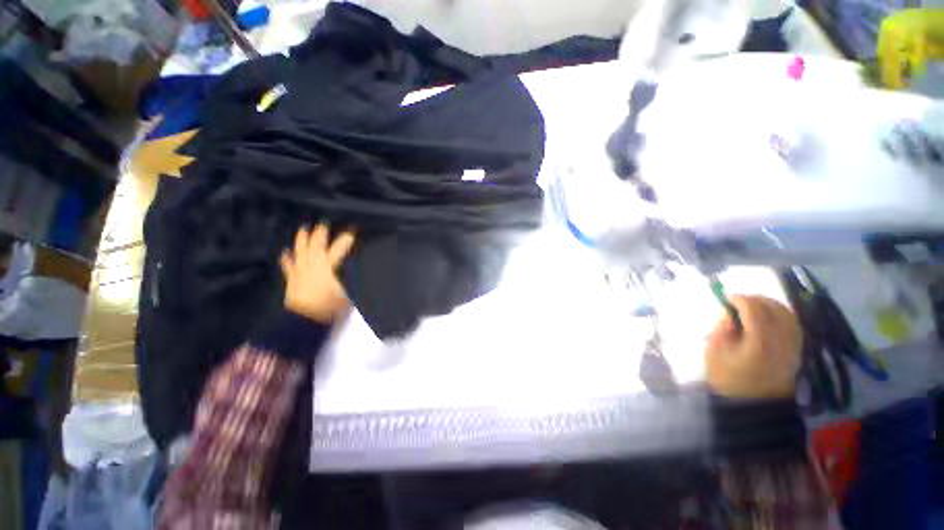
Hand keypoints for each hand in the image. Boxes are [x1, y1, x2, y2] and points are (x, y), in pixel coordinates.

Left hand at [280, 224, 355, 323]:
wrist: (306, 319)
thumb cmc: (329, 305)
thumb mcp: (347, 292)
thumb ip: (350, 279)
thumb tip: (357, 270)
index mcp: (328, 266)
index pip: (340, 247)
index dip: (347, 238)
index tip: (353, 230)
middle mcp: (313, 264)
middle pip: (316, 245)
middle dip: (320, 233)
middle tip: (323, 223)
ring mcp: (300, 270)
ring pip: (300, 251)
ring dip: (302, 239)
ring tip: (303, 229)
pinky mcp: (292, 279)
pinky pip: (287, 265)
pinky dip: (286, 258)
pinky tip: (284, 252)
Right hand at [704, 295, 801, 398]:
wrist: (754, 404)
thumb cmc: (728, 378)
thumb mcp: (715, 351)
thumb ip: (722, 328)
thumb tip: (730, 312)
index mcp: (760, 341)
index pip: (754, 309)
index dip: (740, 299)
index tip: (726, 296)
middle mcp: (782, 340)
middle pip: (774, 308)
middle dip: (755, 299)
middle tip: (738, 300)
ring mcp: (793, 345)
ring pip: (787, 314)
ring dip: (769, 304)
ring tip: (753, 306)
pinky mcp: (797, 350)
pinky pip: (792, 324)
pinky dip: (780, 314)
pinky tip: (767, 316)